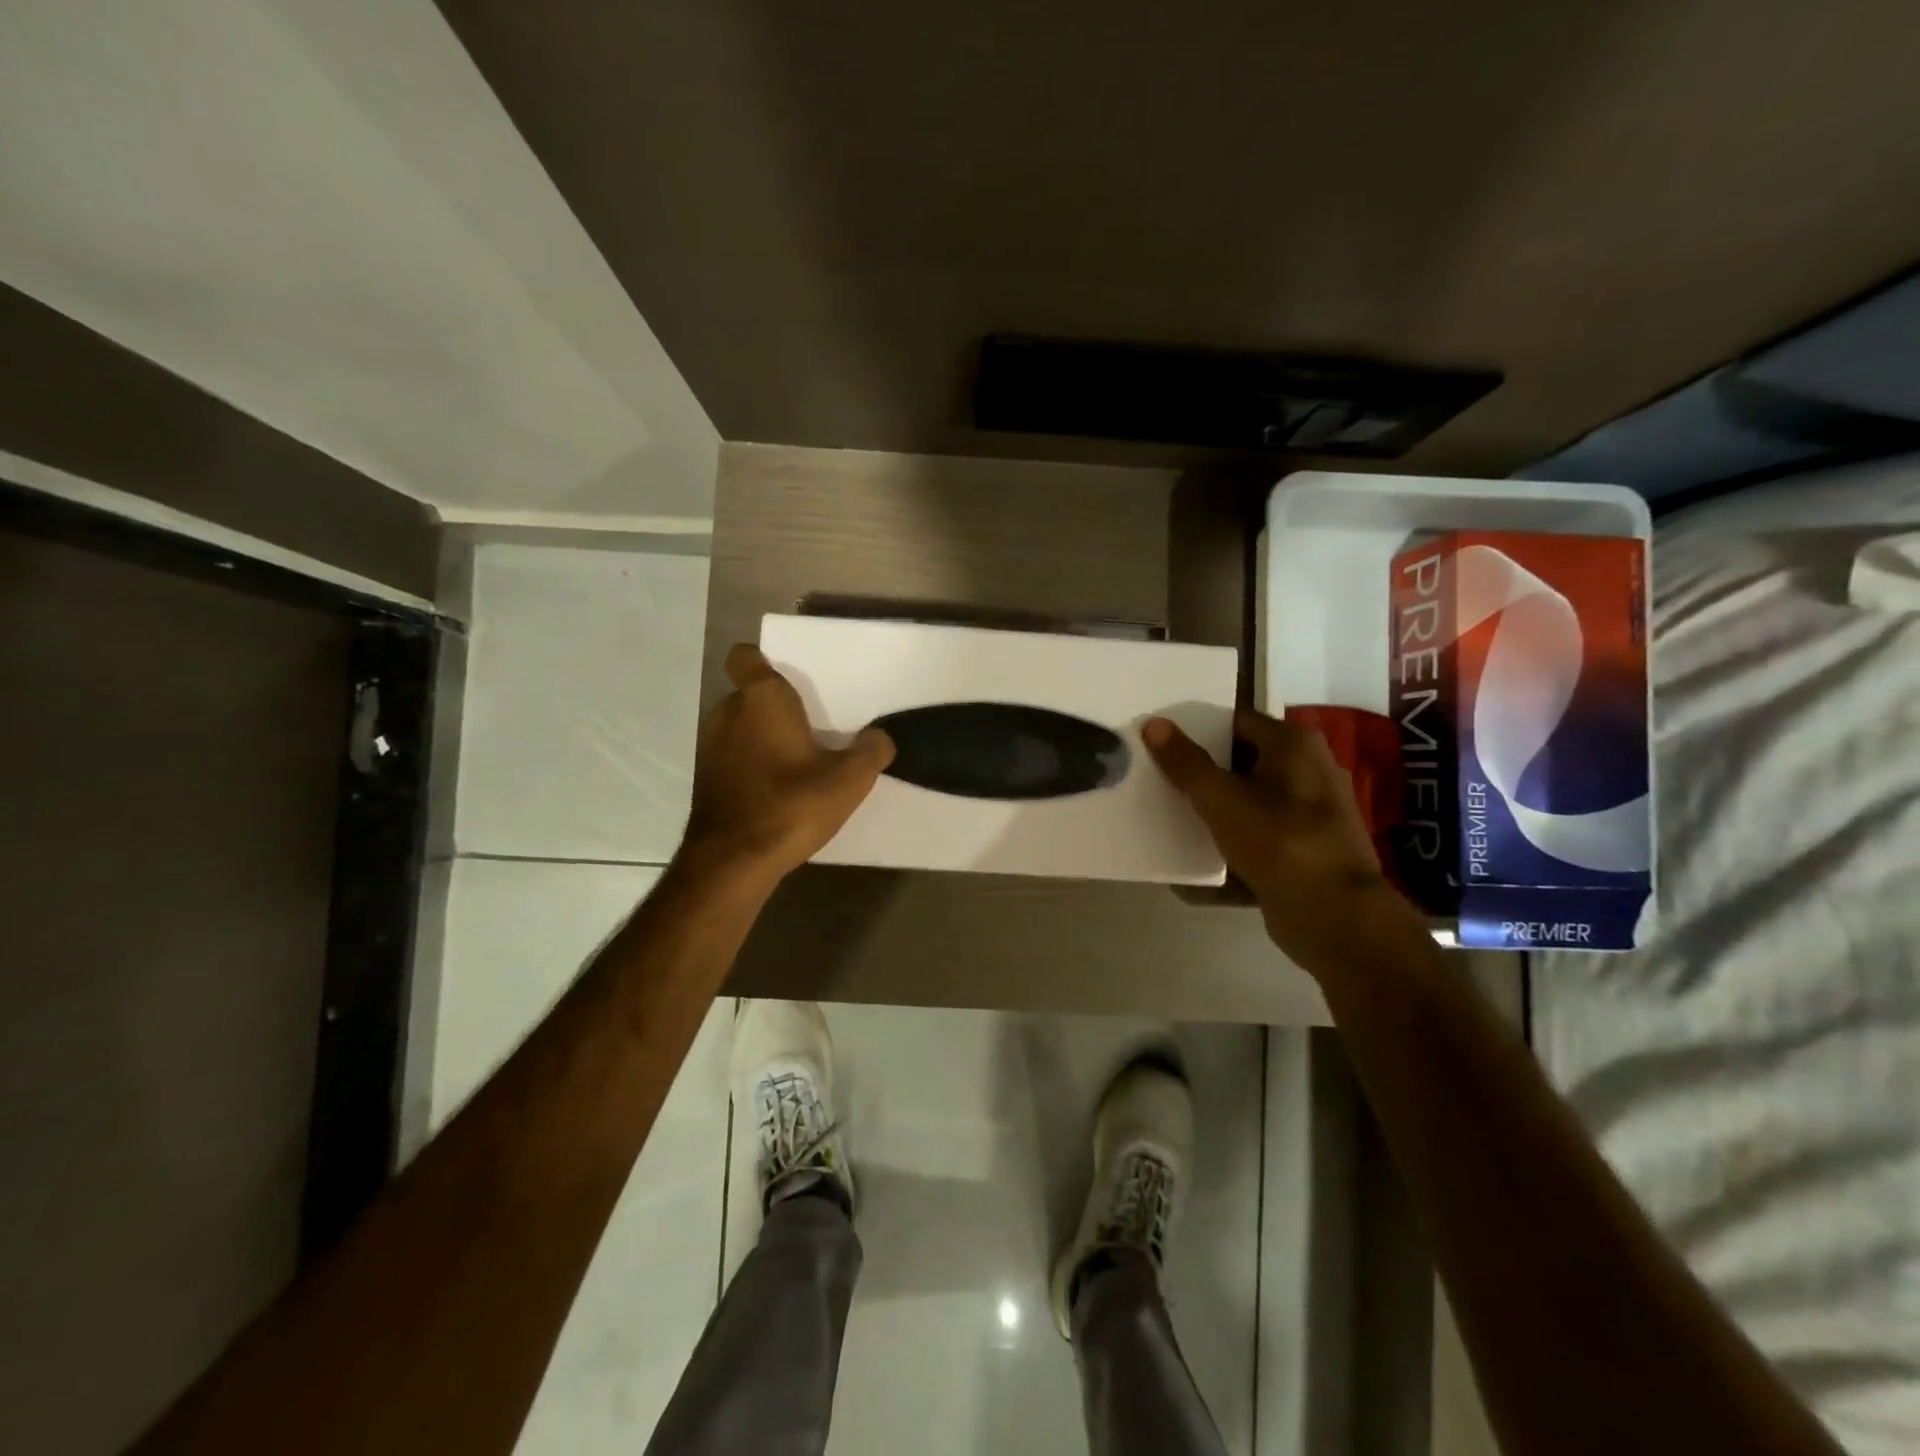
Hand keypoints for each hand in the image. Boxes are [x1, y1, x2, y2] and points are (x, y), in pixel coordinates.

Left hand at [679, 644, 894, 887]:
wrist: (733, 861)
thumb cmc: (791, 804)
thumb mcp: (849, 780)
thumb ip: (871, 751)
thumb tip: (879, 738)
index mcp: (761, 698)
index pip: (746, 656)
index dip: (764, 661)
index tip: (791, 681)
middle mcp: (727, 712)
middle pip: (750, 694)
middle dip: (776, 706)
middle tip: (811, 726)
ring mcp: (710, 745)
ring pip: (740, 726)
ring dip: (763, 737)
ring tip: (797, 761)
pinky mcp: (705, 777)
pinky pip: (732, 755)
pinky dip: (751, 764)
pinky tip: (777, 790)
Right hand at [1143, 708, 1426, 976]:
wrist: (1335, 918)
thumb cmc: (1279, 843)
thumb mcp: (1222, 800)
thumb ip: (1185, 763)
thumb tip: (1154, 724)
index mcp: (1294, 745)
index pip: (1235, 721)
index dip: (1196, 731)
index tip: (1161, 745)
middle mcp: (1308, 771)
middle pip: (1241, 763)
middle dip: (1202, 774)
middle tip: (1158, 780)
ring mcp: (1309, 814)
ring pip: (1248, 804)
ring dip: (1214, 814)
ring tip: (1171, 818)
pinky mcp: (1304, 851)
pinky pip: (1257, 841)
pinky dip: (1229, 849)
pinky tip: (1194, 866)